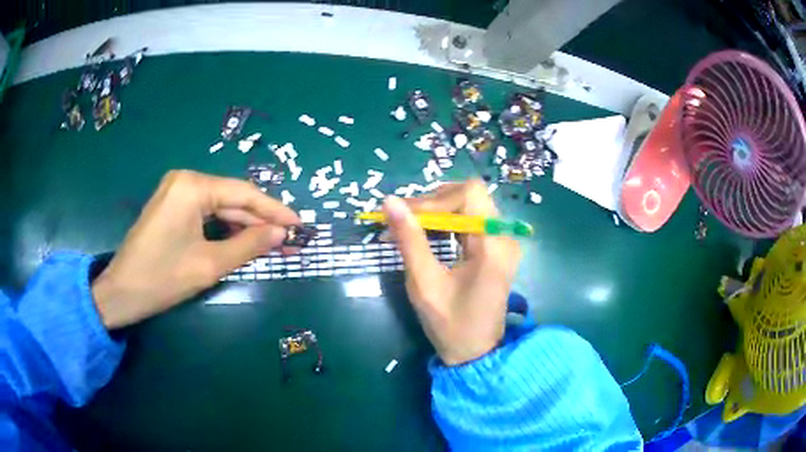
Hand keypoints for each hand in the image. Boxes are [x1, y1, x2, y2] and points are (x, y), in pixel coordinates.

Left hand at [92, 170, 299, 328]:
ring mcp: (175, 191)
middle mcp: (185, 179)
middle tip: (288, 238)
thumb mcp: (209, 264)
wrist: (121, 292)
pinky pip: (205, 212)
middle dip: (260, 220)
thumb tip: (281, 234)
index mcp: (192, 186)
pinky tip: (241, 239)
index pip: (243, 194)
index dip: (274, 210)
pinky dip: (224, 227)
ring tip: (271, 242)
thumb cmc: (162, 279)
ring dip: (244, 225)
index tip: (300, 224)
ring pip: (219, 206)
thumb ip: (248, 245)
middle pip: (231, 198)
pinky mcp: (171, 205)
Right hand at [382, 181, 520, 365]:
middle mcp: (503, 236)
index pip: (470, 193)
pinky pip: (469, 222)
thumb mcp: (424, 283)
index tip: (406, 217)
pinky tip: (424, 236)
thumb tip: (389, 201)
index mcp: (493, 245)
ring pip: (468, 206)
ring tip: (407, 226)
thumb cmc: (450, 324)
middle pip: (469, 196)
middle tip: (401, 219)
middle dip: (432, 203)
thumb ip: (409, 240)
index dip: (435, 199)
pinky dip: (445, 224)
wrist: (475, 353)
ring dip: (436, 212)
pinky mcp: (495, 249)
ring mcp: (502, 242)